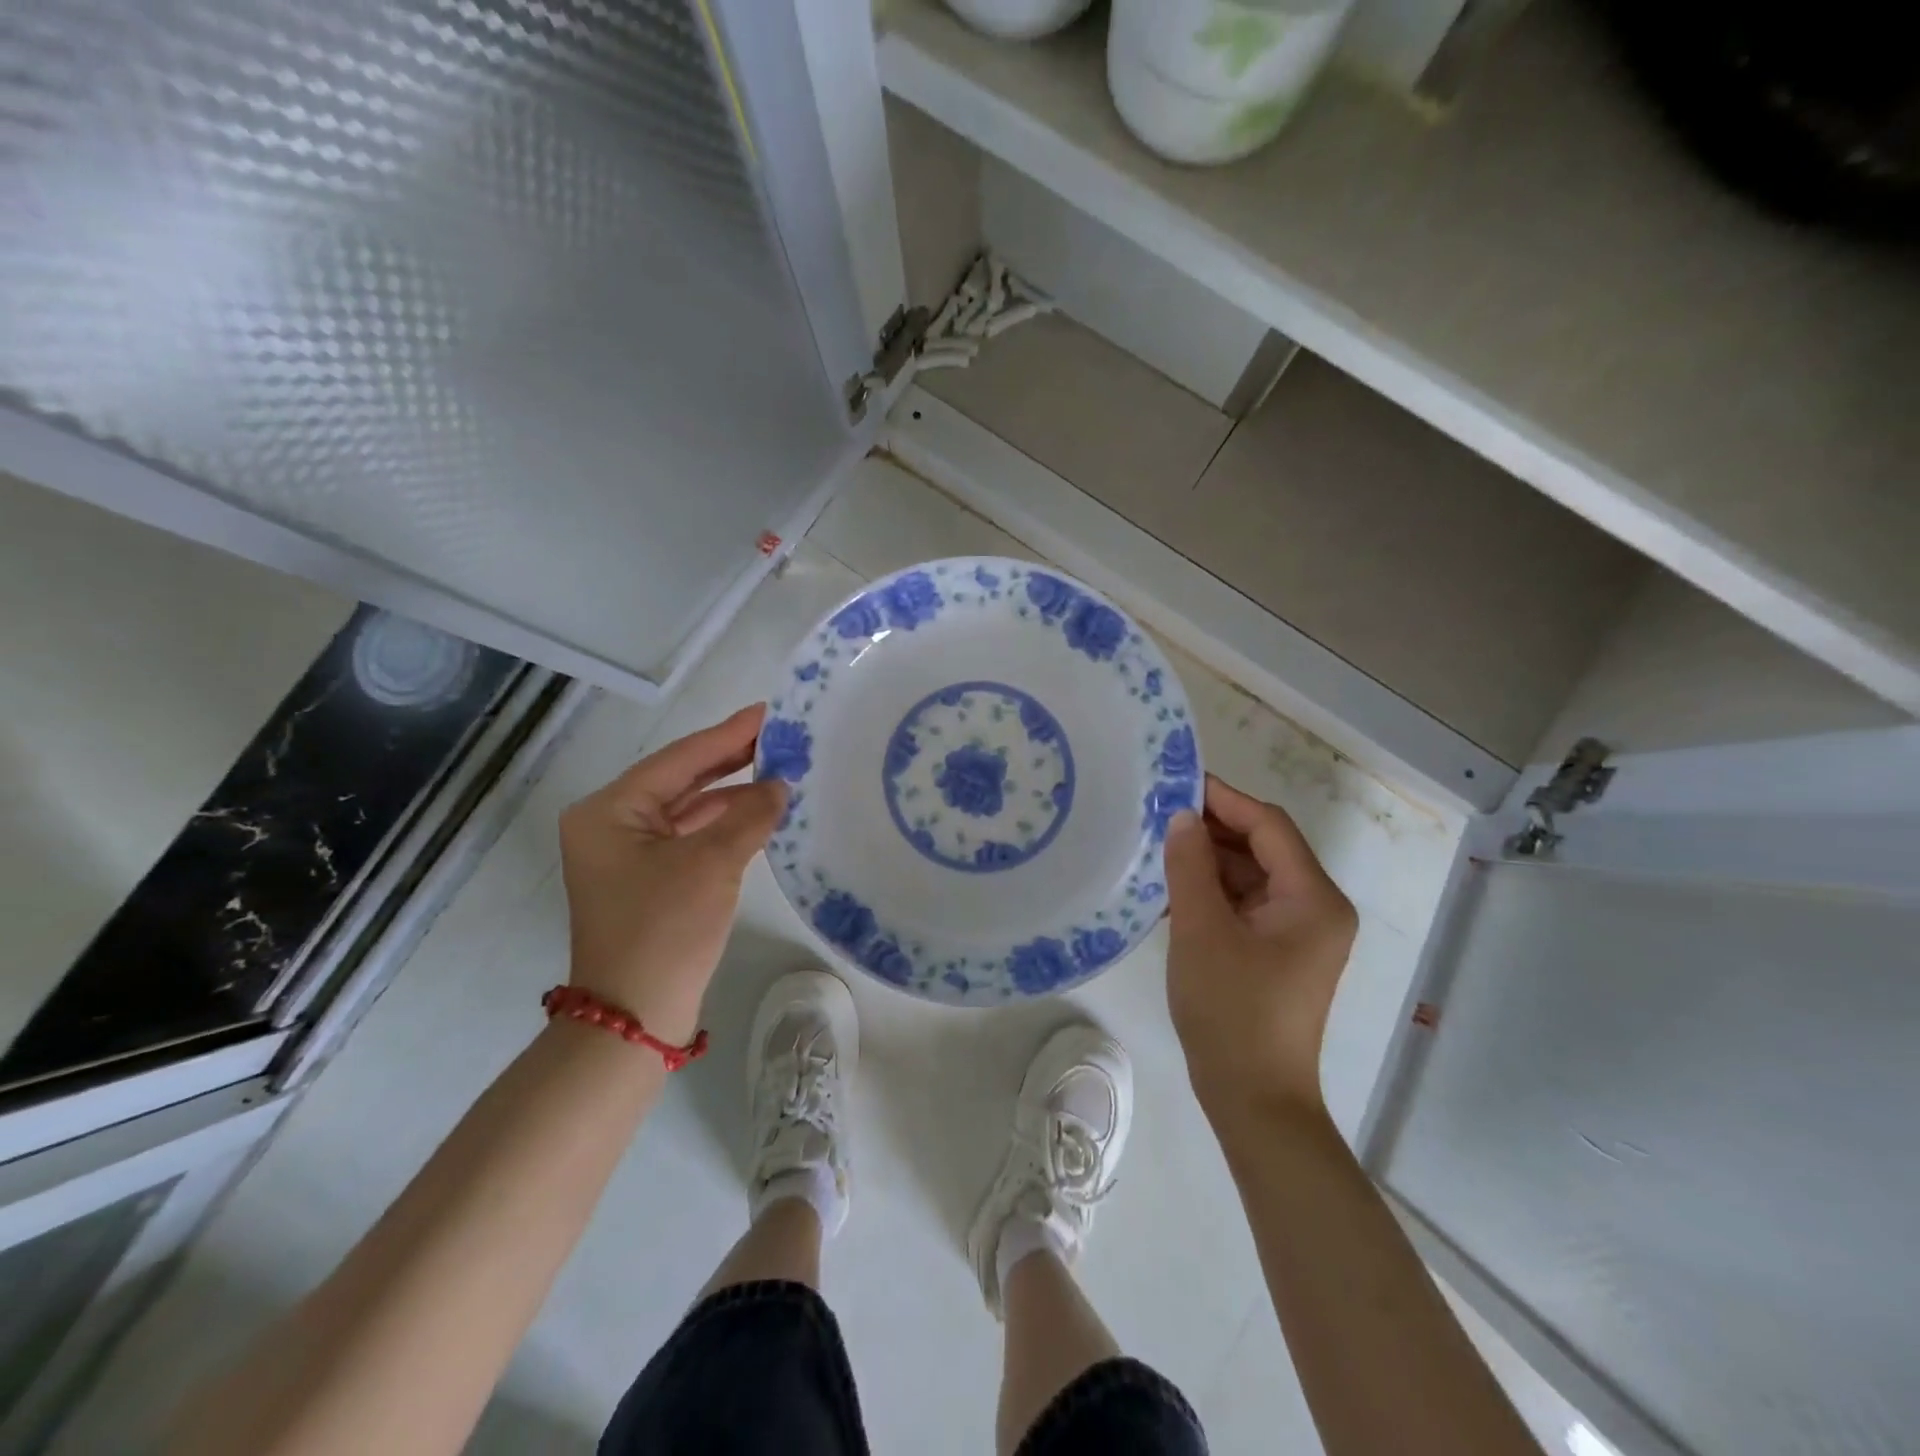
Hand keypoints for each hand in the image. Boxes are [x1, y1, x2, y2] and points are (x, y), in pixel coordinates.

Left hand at [558, 705, 786, 1042]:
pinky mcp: (646, 877)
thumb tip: (779, 785)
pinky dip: (722, 823)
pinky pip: (689, 835)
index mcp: (609, 810)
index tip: (769, 711)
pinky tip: (759, 812)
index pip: (679, 758)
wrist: (635, 1017)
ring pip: (686, 808)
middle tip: (780, 735)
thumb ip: (749, 815)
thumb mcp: (712, 864)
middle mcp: (610, 823)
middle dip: (731, 759)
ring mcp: (626, 853)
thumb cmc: (665, 930)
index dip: (728, 734)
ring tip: (780, 769)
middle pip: (680, 779)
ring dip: (731, 792)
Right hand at [1164, 775, 1357, 1122]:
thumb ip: (1190, 865)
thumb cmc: (1231, 1010)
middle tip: (1158, 813)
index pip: (1269, 826)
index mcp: (1313, 897)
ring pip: (1251, 875)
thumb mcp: (1201, 930)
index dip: (1224, 799)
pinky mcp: (1278, 951)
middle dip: (1213, 829)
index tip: (1178, 782)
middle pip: (1263, 848)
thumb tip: (1182, 816)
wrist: (1253, 1099)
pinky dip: (1212, 891)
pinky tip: (1172, 886)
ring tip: (1157, 845)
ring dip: (1208, 860)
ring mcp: (1298, 932)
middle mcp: (1315, 907)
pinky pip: (1245, 904)